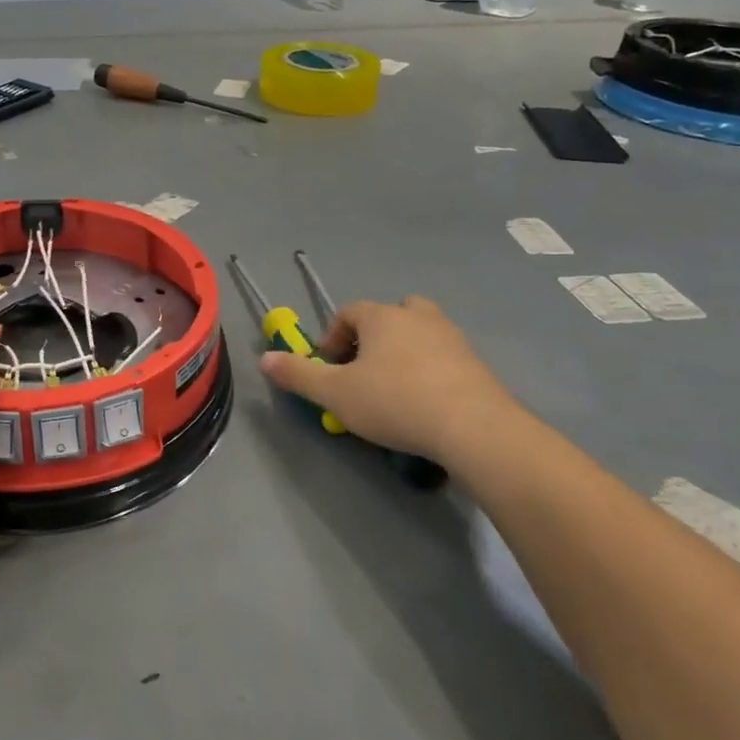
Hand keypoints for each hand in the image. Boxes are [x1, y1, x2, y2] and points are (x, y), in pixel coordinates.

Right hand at [260, 295, 528, 469]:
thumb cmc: (395, 402)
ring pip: (419, 334)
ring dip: (403, 354)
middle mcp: (418, 317)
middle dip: (372, 339)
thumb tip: (263, 358)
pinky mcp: (476, 363)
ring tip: (394, 391)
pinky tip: (425, 405)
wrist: (473, 427)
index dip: (332, 338)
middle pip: (388, 316)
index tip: (330, 369)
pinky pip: (443, 358)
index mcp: (382, 316)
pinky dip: (429, 372)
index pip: (348, 312)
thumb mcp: (335, 394)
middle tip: (364, 374)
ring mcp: (451, 337)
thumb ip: (298, 375)